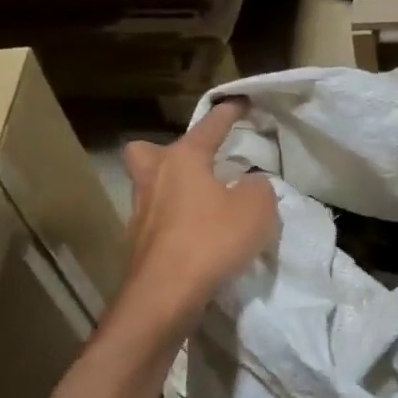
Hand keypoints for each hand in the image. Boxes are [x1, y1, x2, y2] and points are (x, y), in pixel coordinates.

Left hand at [118, 100, 277, 325]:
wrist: (165, 295)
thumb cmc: (211, 240)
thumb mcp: (257, 209)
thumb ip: (259, 188)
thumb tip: (250, 186)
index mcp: (182, 160)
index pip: (209, 127)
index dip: (228, 113)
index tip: (241, 101)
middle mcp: (154, 179)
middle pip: (146, 152)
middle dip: (167, 153)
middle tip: (194, 165)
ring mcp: (140, 214)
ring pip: (150, 188)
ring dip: (173, 190)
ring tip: (204, 203)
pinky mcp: (138, 245)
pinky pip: (158, 221)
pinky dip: (176, 223)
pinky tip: (198, 237)